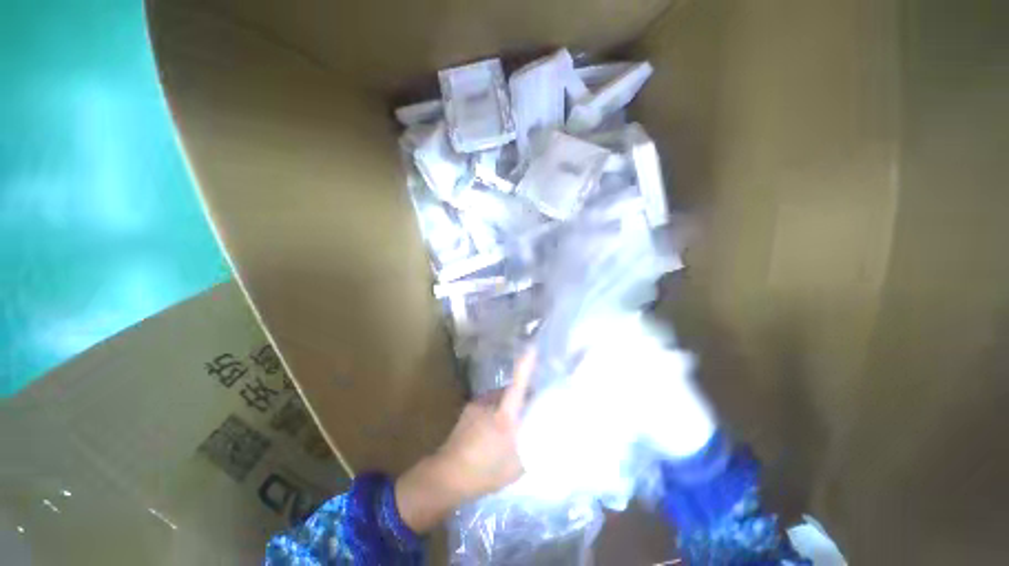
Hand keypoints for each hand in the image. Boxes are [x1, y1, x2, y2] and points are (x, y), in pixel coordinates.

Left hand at [395, 351, 534, 532]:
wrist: (447, 475)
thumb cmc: (485, 473)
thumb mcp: (517, 466)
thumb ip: (532, 447)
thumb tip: (546, 437)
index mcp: (504, 416)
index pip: (518, 384)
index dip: (526, 365)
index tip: (533, 347)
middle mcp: (490, 402)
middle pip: (512, 389)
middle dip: (523, 394)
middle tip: (532, 408)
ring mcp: (477, 403)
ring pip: (500, 396)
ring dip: (509, 403)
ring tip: (512, 423)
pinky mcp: (469, 407)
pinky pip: (490, 402)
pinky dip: (497, 408)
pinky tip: (494, 428)